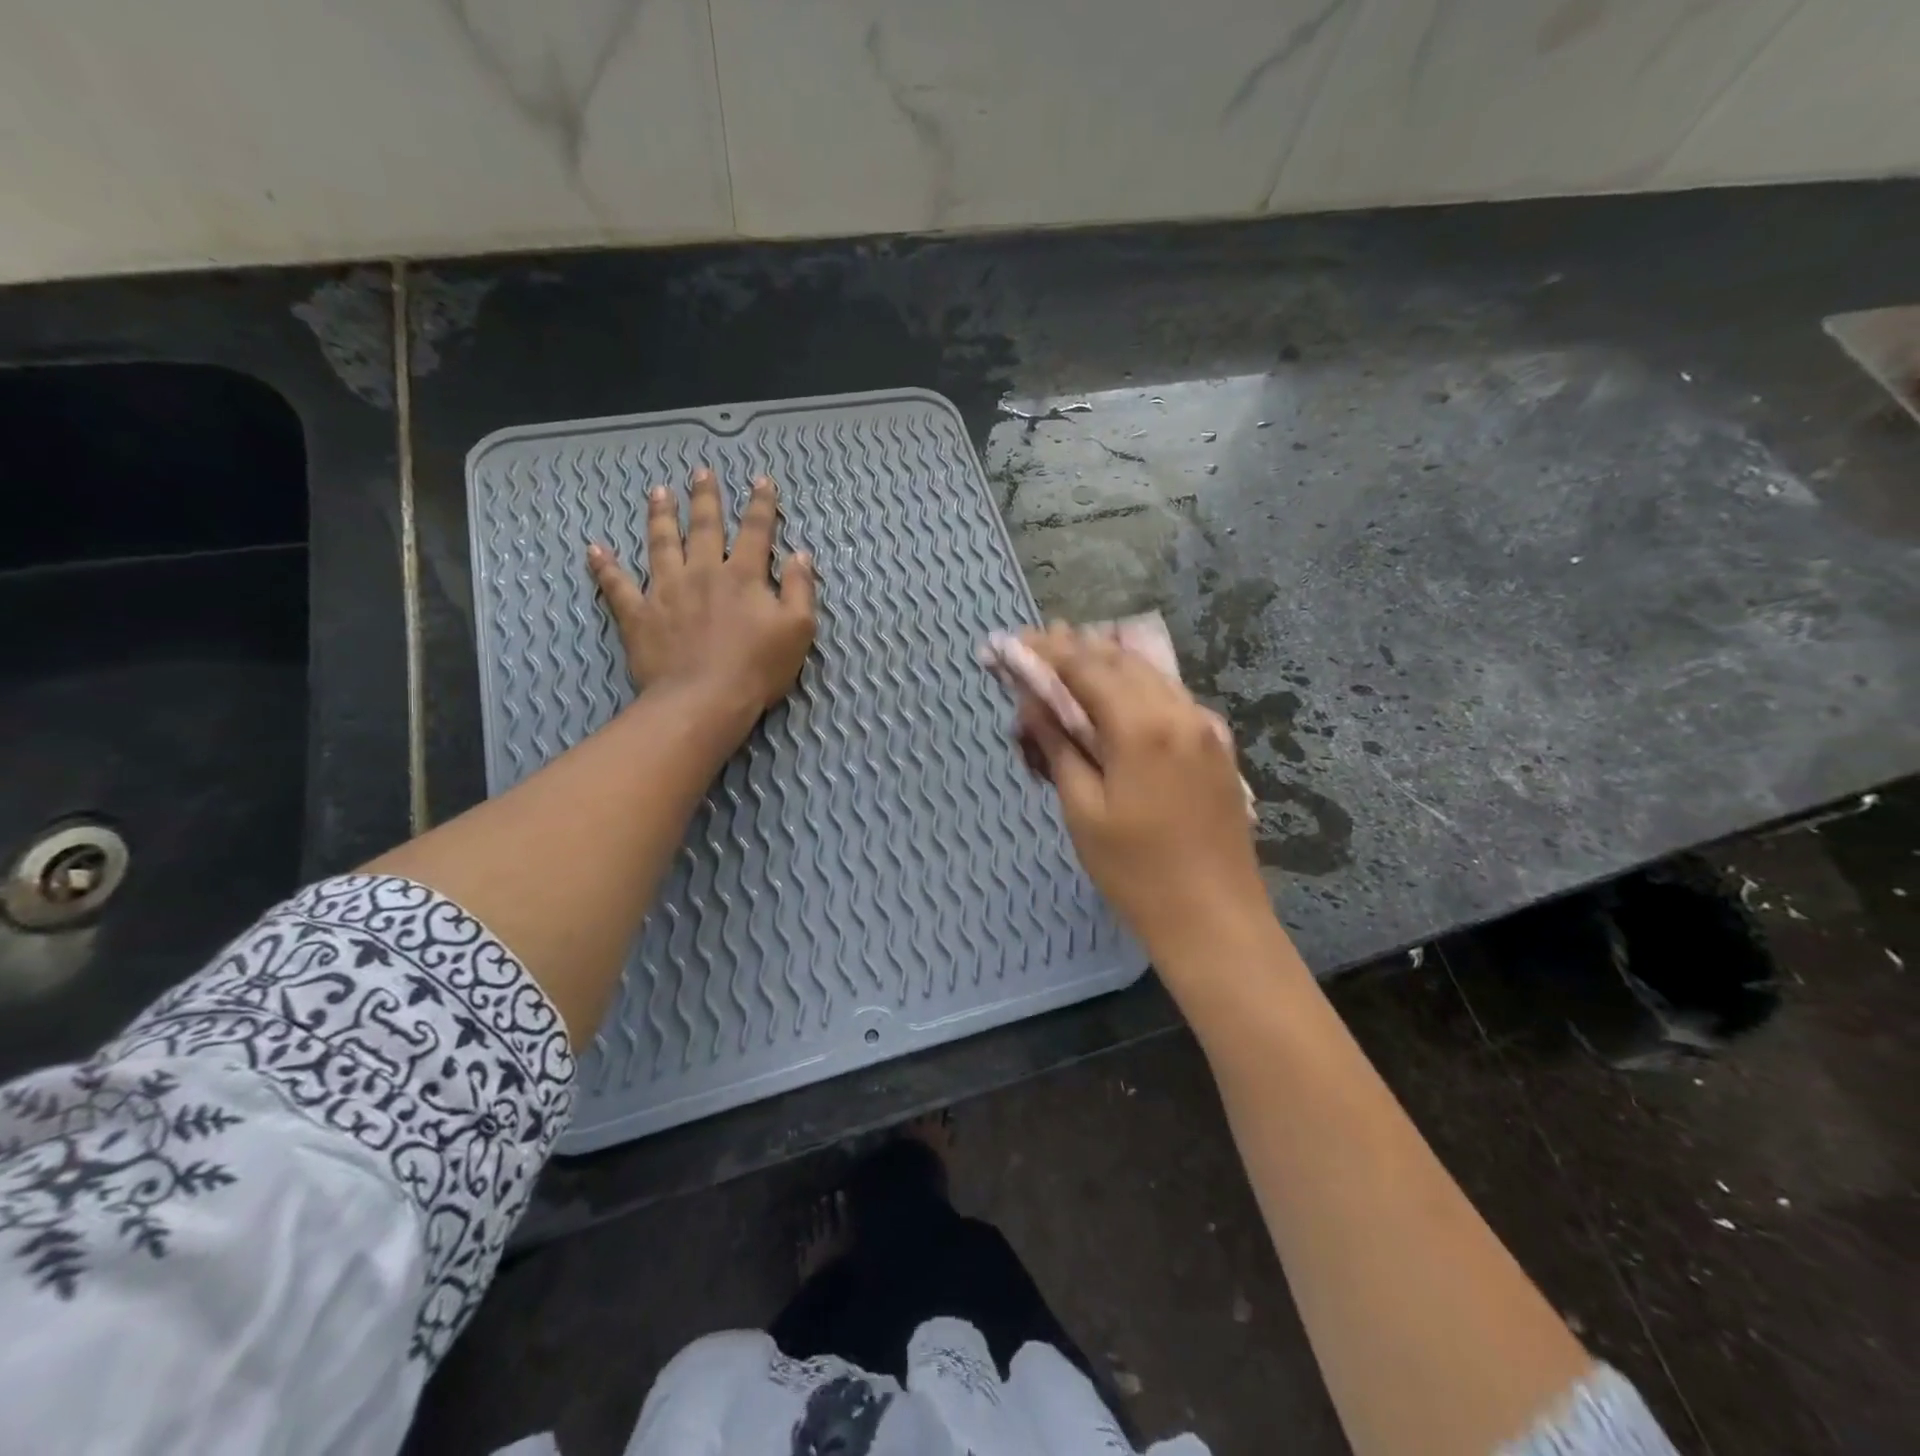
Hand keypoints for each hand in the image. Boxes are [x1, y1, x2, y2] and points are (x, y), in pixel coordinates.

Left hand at [587, 467, 815, 727]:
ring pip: (661, 544)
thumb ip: (801, 589)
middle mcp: (702, 572)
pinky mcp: (639, 615)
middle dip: (705, 498)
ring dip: (660, 516)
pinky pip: (618, 586)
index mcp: (743, 576)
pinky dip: (606, 567)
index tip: (761, 481)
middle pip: (704, 527)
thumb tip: (801, 555)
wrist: (704, 700)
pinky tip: (595, 550)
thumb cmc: (757, 668)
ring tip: (658, 493)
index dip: (761, 504)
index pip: (755, 531)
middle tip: (702, 472)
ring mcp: (666, 591)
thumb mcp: (798, 630)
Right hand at [1020, 626, 1267, 953]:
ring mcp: (1206, 727)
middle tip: (1038, 645)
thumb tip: (1032, 702)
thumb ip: (1058, 746)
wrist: (1215, 919)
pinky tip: (1118, 694)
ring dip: (1107, 662)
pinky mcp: (1218, 746)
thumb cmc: (1136, 872)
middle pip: (1120, 660)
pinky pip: (1171, 698)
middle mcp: (1179, 711)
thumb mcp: (1083, 810)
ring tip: (1070, 659)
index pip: (1085, 667)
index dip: (1046, 652)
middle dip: (1076, 649)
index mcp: (1142, 726)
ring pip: (1150, 674)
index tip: (1015, 643)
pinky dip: (1137, 686)